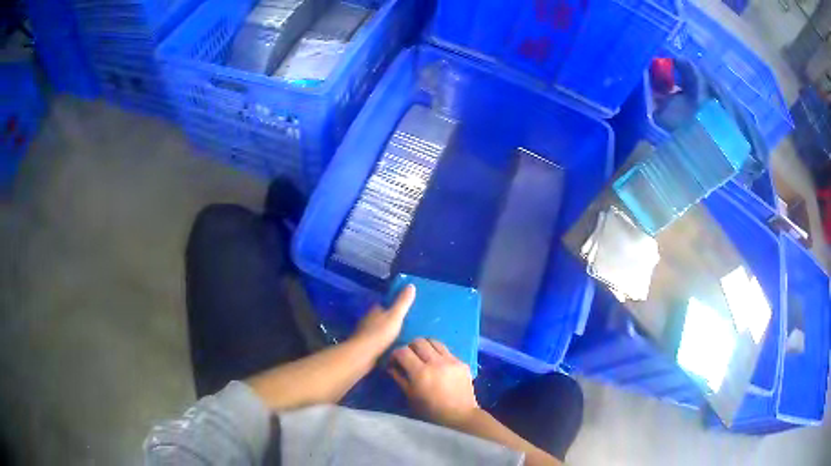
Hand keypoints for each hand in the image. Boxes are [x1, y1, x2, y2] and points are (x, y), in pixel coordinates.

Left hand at [352, 285, 415, 355]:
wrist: (363, 354)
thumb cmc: (379, 333)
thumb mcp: (395, 316)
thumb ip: (403, 302)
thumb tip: (411, 285)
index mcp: (375, 309)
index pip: (386, 302)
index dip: (395, 303)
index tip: (407, 306)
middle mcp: (369, 318)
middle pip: (383, 315)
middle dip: (393, 318)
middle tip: (409, 321)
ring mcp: (367, 332)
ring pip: (381, 328)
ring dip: (390, 330)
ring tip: (406, 334)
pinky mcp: (367, 344)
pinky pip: (380, 339)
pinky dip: (387, 341)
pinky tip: (396, 345)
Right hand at [388, 338, 479, 427]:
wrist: (460, 417)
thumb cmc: (431, 412)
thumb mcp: (410, 397)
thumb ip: (400, 378)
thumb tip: (391, 366)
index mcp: (421, 373)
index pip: (403, 351)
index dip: (395, 354)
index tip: (394, 362)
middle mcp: (436, 362)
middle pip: (418, 341)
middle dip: (410, 347)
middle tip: (408, 358)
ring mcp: (451, 361)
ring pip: (434, 341)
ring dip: (425, 346)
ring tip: (423, 357)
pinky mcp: (462, 363)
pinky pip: (447, 350)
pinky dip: (438, 353)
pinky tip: (437, 365)